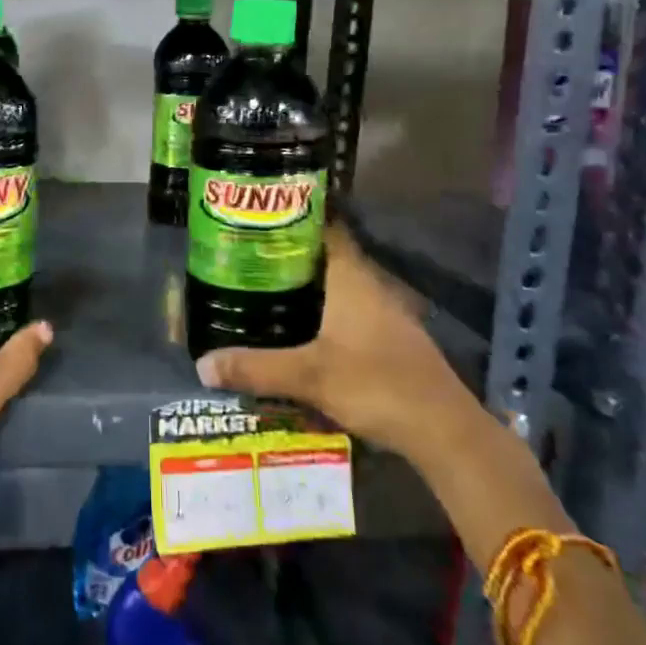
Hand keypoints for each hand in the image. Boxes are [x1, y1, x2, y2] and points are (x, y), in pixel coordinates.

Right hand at [193, 224, 475, 468]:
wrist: (443, 430)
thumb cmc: (376, 385)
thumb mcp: (309, 376)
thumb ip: (256, 368)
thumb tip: (202, 364)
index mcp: (352, 278)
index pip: (326, 228)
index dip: (296, 216)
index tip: (262, 213)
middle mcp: (370, 286)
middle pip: (327, 257)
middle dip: (290, 254)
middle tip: (248, 254)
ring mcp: (383, 314)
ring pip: (338, 286)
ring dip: (306, 286)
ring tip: (263, 288)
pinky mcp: (389, 339)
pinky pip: (347, 311)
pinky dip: (322, 312)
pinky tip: (298, 329)